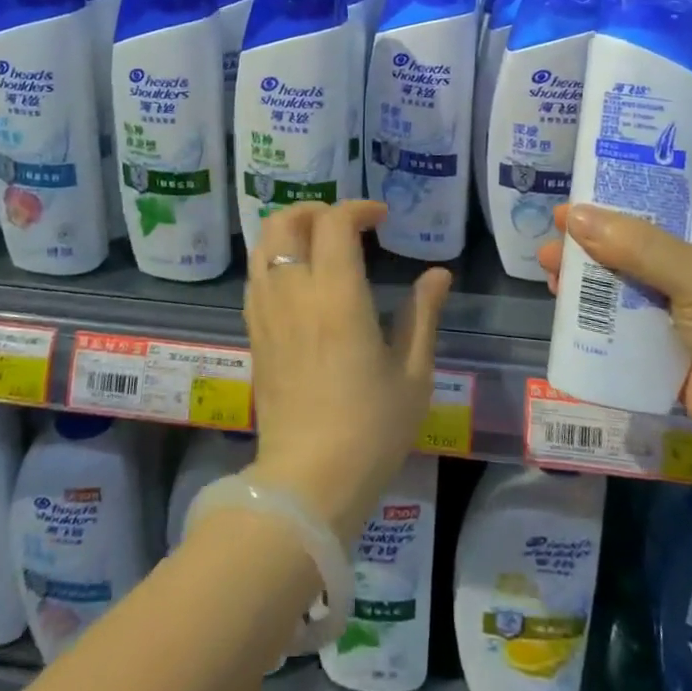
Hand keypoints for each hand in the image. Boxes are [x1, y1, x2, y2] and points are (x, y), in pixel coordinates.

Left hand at [244, 201, 451, 545]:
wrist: (307, 483)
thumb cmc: (370, 430)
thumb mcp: (412, 374)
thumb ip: (423, 315)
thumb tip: (438, 273)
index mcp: (337, 296)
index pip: (334, 222)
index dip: (358, 208)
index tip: (381, 217)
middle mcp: (294, 293)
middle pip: (285, 220)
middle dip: (315, 209)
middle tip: (345, 225)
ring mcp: (267, 312)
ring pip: (263, 244)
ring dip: (290, 229)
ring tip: (320, 244)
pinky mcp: (254, 334)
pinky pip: (256, 276)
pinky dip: (274, 258)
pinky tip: (299, 280)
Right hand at [537, 204, 691, 456]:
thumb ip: (638, 246)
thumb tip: (573, 216)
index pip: (670, 195)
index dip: (627, 187)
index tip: (583, 182)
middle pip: (637, 235)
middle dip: (593, 231)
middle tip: (554, 227)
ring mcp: (683, 303)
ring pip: (624, 274)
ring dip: (586, 269)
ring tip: (547, 266)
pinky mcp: (666, 340)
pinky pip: (622, 315)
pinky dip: (592, 307)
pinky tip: (562, 301)